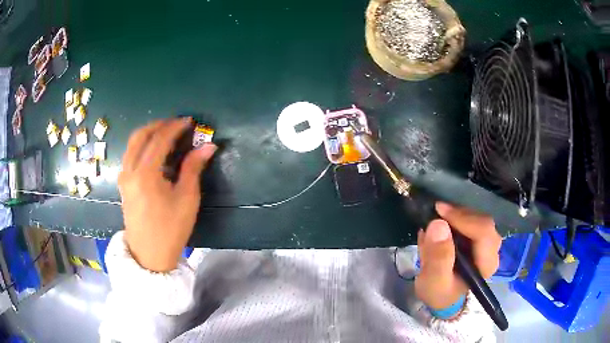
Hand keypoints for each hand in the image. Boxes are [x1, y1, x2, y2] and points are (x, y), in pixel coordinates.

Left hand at [118, 118, 216, 271]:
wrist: (149, 255)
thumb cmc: (170, 229)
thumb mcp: (186, 199)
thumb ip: (193, 168)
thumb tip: (208, 146)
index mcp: (145, 173)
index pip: (160, 139)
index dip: (175, 127)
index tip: (190, 122)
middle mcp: (130, 170)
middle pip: (141, 135)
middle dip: (159, 125)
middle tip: (177, 125)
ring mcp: (124, 177)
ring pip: (133, 144)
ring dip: (149, 133)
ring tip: (166, 134)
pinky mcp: (123, 184)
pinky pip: (130, 155)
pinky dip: (142, 145)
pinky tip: (154, 152)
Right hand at [414, 202, 501, 310]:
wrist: (442, 296)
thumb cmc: (439, 292)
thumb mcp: (433, 282)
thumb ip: (437, 258)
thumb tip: (438, 225)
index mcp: (486, 263)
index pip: (484, 232)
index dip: (463, 219)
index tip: (439, 212)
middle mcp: (492, 250)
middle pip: (482, 222)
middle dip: (459, 215)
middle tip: (435, 212)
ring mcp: (487, 242)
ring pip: (477, 217)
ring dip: (456, 215)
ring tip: (436, 219)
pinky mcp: (480, 237)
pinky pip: (471, 218)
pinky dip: (455, 217)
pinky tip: (441, 224)